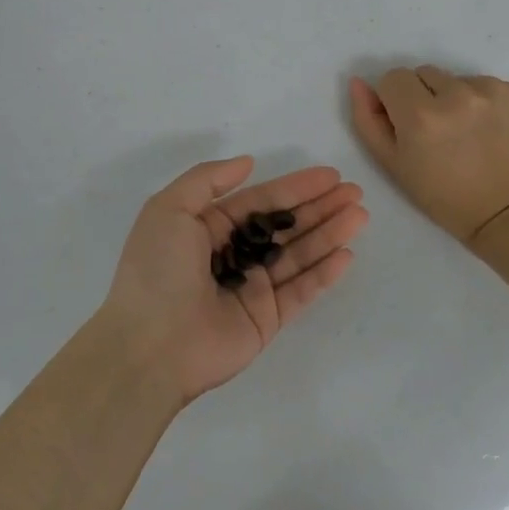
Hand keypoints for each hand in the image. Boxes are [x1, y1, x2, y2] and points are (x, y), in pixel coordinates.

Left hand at [95, 157, 367, 404]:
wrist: (149, 346)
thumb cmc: (157, 271)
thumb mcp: (168, 209)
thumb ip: (208, 180)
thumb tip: (248, 162)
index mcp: (209, 228)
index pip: (261, 201)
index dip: (296, 187)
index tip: (330, 176)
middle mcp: (233, 255)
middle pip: (285, 226)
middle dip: (320, 208)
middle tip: (355, 193)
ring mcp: (252, 289)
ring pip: (298, 255)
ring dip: (329, 234)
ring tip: (360, 216)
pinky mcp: (266, 320)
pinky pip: (300, 292)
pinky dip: (323, 274)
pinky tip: (346, 254)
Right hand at [349, 66, 508, 245]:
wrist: (506, 211)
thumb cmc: (442, 195)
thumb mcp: (393, 164)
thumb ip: (368, 120)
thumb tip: (358, 83)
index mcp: (420, 114)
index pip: (392, 78)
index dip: (394, 101)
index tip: (407, 125)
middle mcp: (456, 94)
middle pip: (424, 73)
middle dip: (423, 96)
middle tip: (436, 131)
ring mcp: (490, 90)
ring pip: (455, 78)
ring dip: (454, 97)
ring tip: (464, 132)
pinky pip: (485, 84)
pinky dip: (482, 101)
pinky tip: (487, 130)